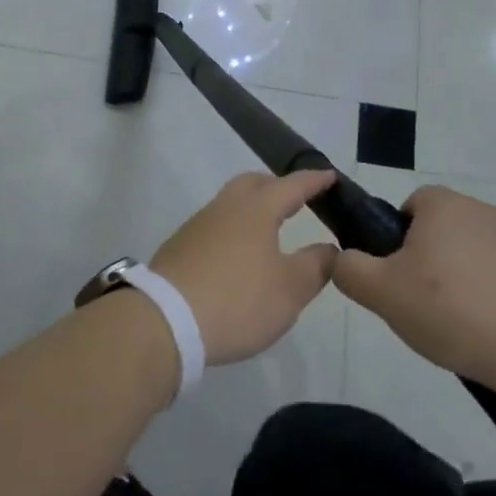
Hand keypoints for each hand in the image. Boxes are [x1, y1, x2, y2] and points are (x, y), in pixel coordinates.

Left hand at [150, 171, 339, 366]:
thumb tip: (329, 248)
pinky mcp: (180, 246)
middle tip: (297, 198)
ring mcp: (198, 225)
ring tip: (270, 228)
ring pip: (231, 203)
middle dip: (277, 186)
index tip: (330, 176)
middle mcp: (225, 207)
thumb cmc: (237, 300)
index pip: (291, 186)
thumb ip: (315, 265)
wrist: (165, 320)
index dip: (313, 181)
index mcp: (256, 209)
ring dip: (253, 208)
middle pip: (253, 184)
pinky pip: (216, 225)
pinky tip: (239, 255)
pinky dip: (234, 229)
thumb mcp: (290, 289)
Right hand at [332, 185, 495, 385]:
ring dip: (458, 282)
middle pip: (438, 231)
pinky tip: (487, 333)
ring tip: (455, 326)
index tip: (396, 276)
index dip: (395, 240)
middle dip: (426, 263)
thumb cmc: (452, 310)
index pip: (408, 206)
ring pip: (469, 255)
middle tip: (419, 305)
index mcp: (443, 205)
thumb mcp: (382, 293)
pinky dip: (489, 299)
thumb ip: (349, 269)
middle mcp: (481, 210)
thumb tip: (339, 257)